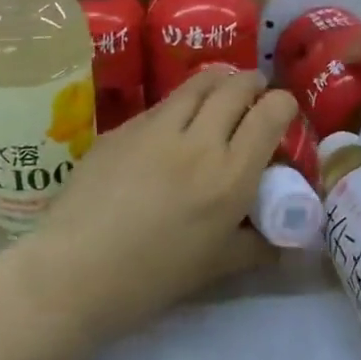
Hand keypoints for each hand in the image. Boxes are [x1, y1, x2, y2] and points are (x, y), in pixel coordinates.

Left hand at [7, 70, 298, 354]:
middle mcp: (198, 140)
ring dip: (217, 81)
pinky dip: (179, 105)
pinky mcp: (122, 127)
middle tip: (254, 92)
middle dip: (252, 83)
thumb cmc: (151, 278)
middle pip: (234, 87)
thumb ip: (256, 246)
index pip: (270, 114)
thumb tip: (286, 240)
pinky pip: (161, 105)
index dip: (283, 105)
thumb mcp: (216, 267)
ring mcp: (155, 128)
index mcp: (230, 176)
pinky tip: (172, 125)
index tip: (282, 111)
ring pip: (196, 84)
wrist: (74, 271)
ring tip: (220, 90)